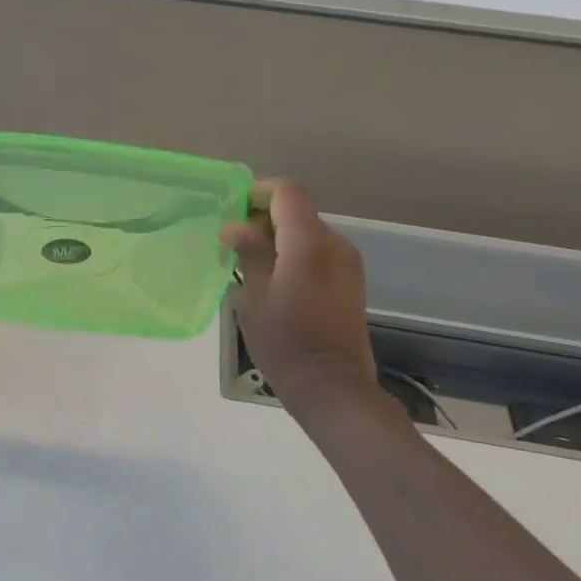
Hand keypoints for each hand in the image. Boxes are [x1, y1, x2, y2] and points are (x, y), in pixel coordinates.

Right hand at [221, 181, 381, 420]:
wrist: (332, 388)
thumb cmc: (285, 343)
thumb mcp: (254, 298)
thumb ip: (249, 254)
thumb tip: (235, 227)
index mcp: (309, 244)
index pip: (287, 192)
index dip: (258, 193)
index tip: (232, 214)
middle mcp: (335, 245)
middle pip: (297, 211)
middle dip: (263, 219)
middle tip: (233, 247)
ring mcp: (347, 263)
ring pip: (306, 232)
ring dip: (277, 239)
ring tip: (250, 269)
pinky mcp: (349, 282)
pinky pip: (317, 253)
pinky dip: (293, 256)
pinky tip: (273, 284)